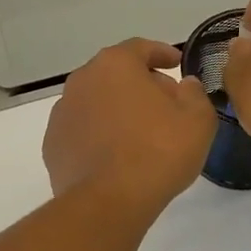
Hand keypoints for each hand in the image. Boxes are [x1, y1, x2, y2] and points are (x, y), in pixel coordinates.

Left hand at [44, 39, 217, 213]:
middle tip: (166, 102)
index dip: (162, 53)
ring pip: (97, 101)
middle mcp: (82, 80)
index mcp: (115, 65)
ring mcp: (62, 113)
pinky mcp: (53, 145)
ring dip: (118, 109)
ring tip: (141, 132)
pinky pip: (83, 129)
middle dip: (141, 83)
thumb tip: (184, 85)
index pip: (140, 48)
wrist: (108, 202)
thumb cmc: (158, 152)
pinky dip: (100, 133)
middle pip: (116, 73)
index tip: (176, 62)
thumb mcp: (197, 120)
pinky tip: (116, 154)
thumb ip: (194, 94)